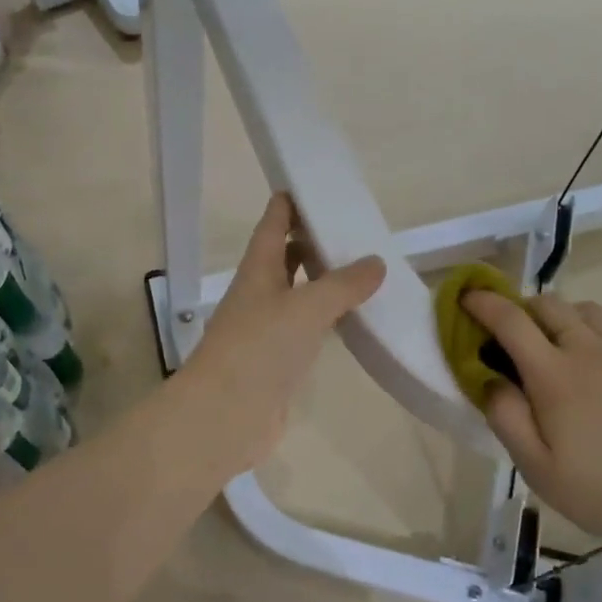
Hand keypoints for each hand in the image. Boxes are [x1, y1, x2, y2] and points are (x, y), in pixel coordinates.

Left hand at [181, 194, 385, 475]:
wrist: (225, 417)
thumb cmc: (259, 349)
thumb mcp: (306, 308)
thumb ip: (343, 285)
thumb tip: (376, 262)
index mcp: (258, 271)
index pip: (272, 226)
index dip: (289, 204)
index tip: (312, 185)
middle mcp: (260, 295)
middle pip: (285, 258)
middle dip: (311, 240)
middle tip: (349, 227)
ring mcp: (267, 330)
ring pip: (297, 294)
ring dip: (322, 280)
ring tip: (360, 268)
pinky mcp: (278, 362)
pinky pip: (307, 329)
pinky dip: (327, 318)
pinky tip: (352, 319)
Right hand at [461, 290, 601, 550]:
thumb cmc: (600, 492)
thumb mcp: (536, 468)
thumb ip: (506, 417)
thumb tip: (489, 376)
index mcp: (554, 375)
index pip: (510, 320)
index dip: (484, 302)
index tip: (469, 298)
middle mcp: (592, 349)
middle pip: (549, 304)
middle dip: (525, 310)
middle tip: (520, 336)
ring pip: (591, 310)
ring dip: (568, 319)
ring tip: (568, 346)